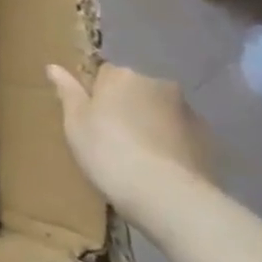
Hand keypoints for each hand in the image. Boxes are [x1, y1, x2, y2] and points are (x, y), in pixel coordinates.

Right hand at [46, 63, 210, 224]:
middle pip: (134, 90)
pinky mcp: (207, 138)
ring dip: (149, 124)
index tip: (89, 119)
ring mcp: (187, 110)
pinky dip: (170, 143)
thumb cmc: (107, 152)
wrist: (166, 194)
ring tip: (138, 157)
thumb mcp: (75, 122)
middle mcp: (157, 84)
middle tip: (111, 139)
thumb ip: (67, 92)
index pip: (104, 73)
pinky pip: (180, 133)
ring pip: (159, 111)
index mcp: (122, 76)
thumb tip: (53, 66)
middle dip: (125, 107)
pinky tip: (160, 168)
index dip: (95, 95)